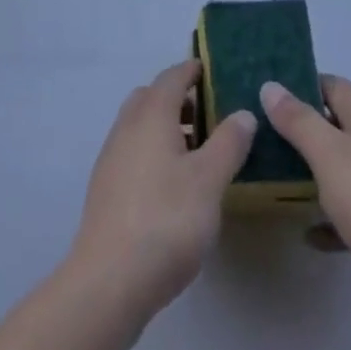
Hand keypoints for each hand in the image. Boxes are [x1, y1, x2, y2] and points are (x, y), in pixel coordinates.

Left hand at [67, 59, 256, 321]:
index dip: (192, 70)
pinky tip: (172, 184)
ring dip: (166, 127)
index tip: (211, 71)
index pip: (172, 77)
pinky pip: (133, 151)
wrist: (109, 279)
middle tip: (208, 114)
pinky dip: (154, 151)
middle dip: (178, 98)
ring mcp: (112, 157)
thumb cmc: (165, 220)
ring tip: (197, 152)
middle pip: (152, 97)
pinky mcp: (106, 188)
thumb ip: (228, 143)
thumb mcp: (209, 180)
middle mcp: (127, 126)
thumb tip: (243, 112)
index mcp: (151, 114)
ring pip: (140, 125)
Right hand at [260, 75, 350, 300]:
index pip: (333, 85)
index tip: (271, 98)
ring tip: (283, 182)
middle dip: (306, 130)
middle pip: (339, 125)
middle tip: (269, 140)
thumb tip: (271, 85)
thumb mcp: (328, 155)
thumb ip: (298, 120)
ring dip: (318, 173)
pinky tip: (312, 235)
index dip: (302, 85)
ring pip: (348, 167)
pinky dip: (334, 216)